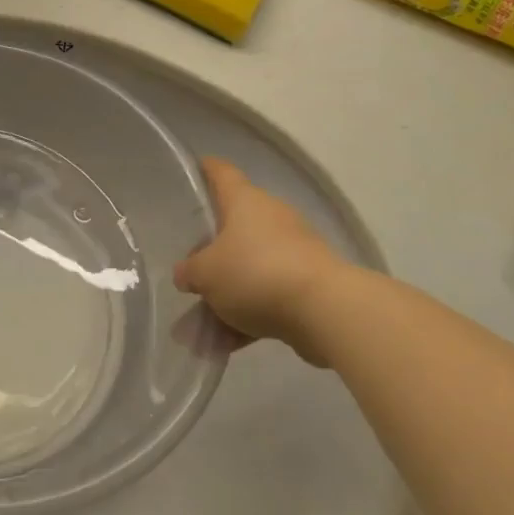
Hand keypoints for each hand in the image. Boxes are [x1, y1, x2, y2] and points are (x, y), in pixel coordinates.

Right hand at [174, 157, 350, 365]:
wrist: (327, 311)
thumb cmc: (256, 273)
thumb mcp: (206, 274)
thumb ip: (190, 272)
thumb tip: (186, 274)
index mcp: (244, 201)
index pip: (221, 172)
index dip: (206, 169)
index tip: (194, 168)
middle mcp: (271, 219)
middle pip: (233, 227)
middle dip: (210, 252)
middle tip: (187, 270)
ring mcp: (293, 253)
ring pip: (249, 269)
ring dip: (225, 295)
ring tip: (197, 328)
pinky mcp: (308, 287)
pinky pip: (268, 297)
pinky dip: (247, 318)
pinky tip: (224, 345)